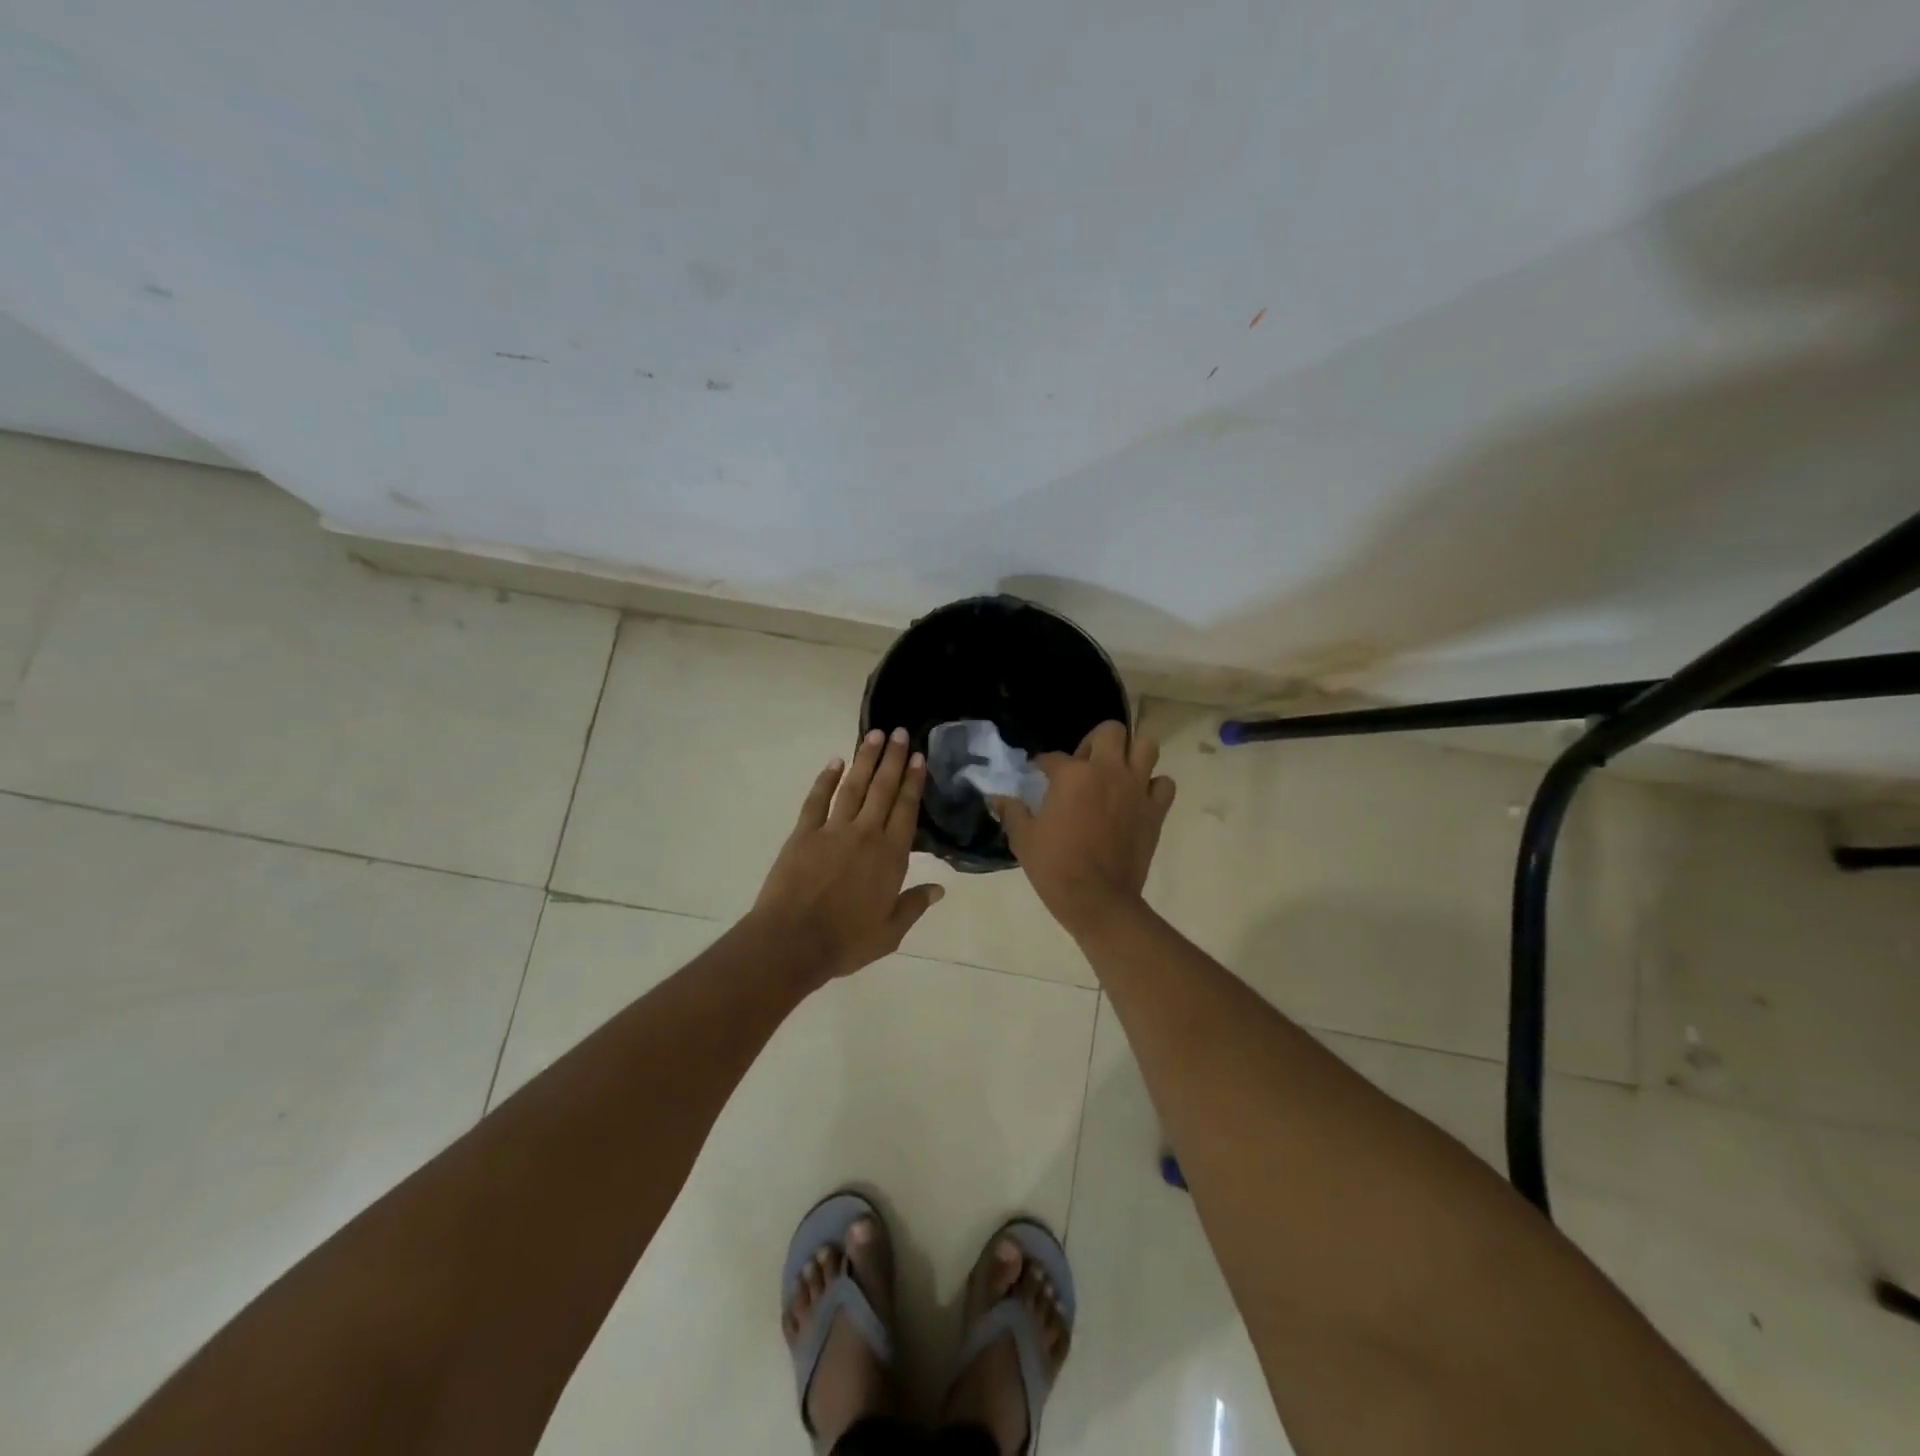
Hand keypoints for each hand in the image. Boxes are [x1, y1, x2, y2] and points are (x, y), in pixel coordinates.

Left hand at [752, 727, 944, 986]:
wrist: (792, 941)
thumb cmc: (845, 941)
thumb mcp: (890, 932)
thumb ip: (914, 905)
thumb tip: (940, 889)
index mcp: (891, 856)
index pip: (906, 809)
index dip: (914, 782)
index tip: (920, 757)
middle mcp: (866, 834)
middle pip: (883, 789)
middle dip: (894, 759)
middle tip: (901, 732)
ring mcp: (833, 830)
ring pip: (853, 786)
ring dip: (865, 759)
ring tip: (875, 735)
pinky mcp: (804, 833)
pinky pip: (817, 799)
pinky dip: (826, 779)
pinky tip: (835, 761)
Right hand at [994, 721, 1175, 938]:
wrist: (1097, 899)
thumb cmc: (1055, 866)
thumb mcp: (1023, 838)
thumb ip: (1011, 811)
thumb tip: (997, 798)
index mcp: (1072, 775)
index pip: (1053, 757)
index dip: (1042, 764)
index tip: (1038, 773)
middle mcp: (1108, 771)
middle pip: (1111, 732)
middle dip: (1096, 741)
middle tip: (1085, 764)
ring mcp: (1136, 789)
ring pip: (1146, 747)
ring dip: (1131, 755)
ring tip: (1117, 773)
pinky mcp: (1156, 810)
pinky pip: (1164, 784)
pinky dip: (1153, 786)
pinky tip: (1138, 798)